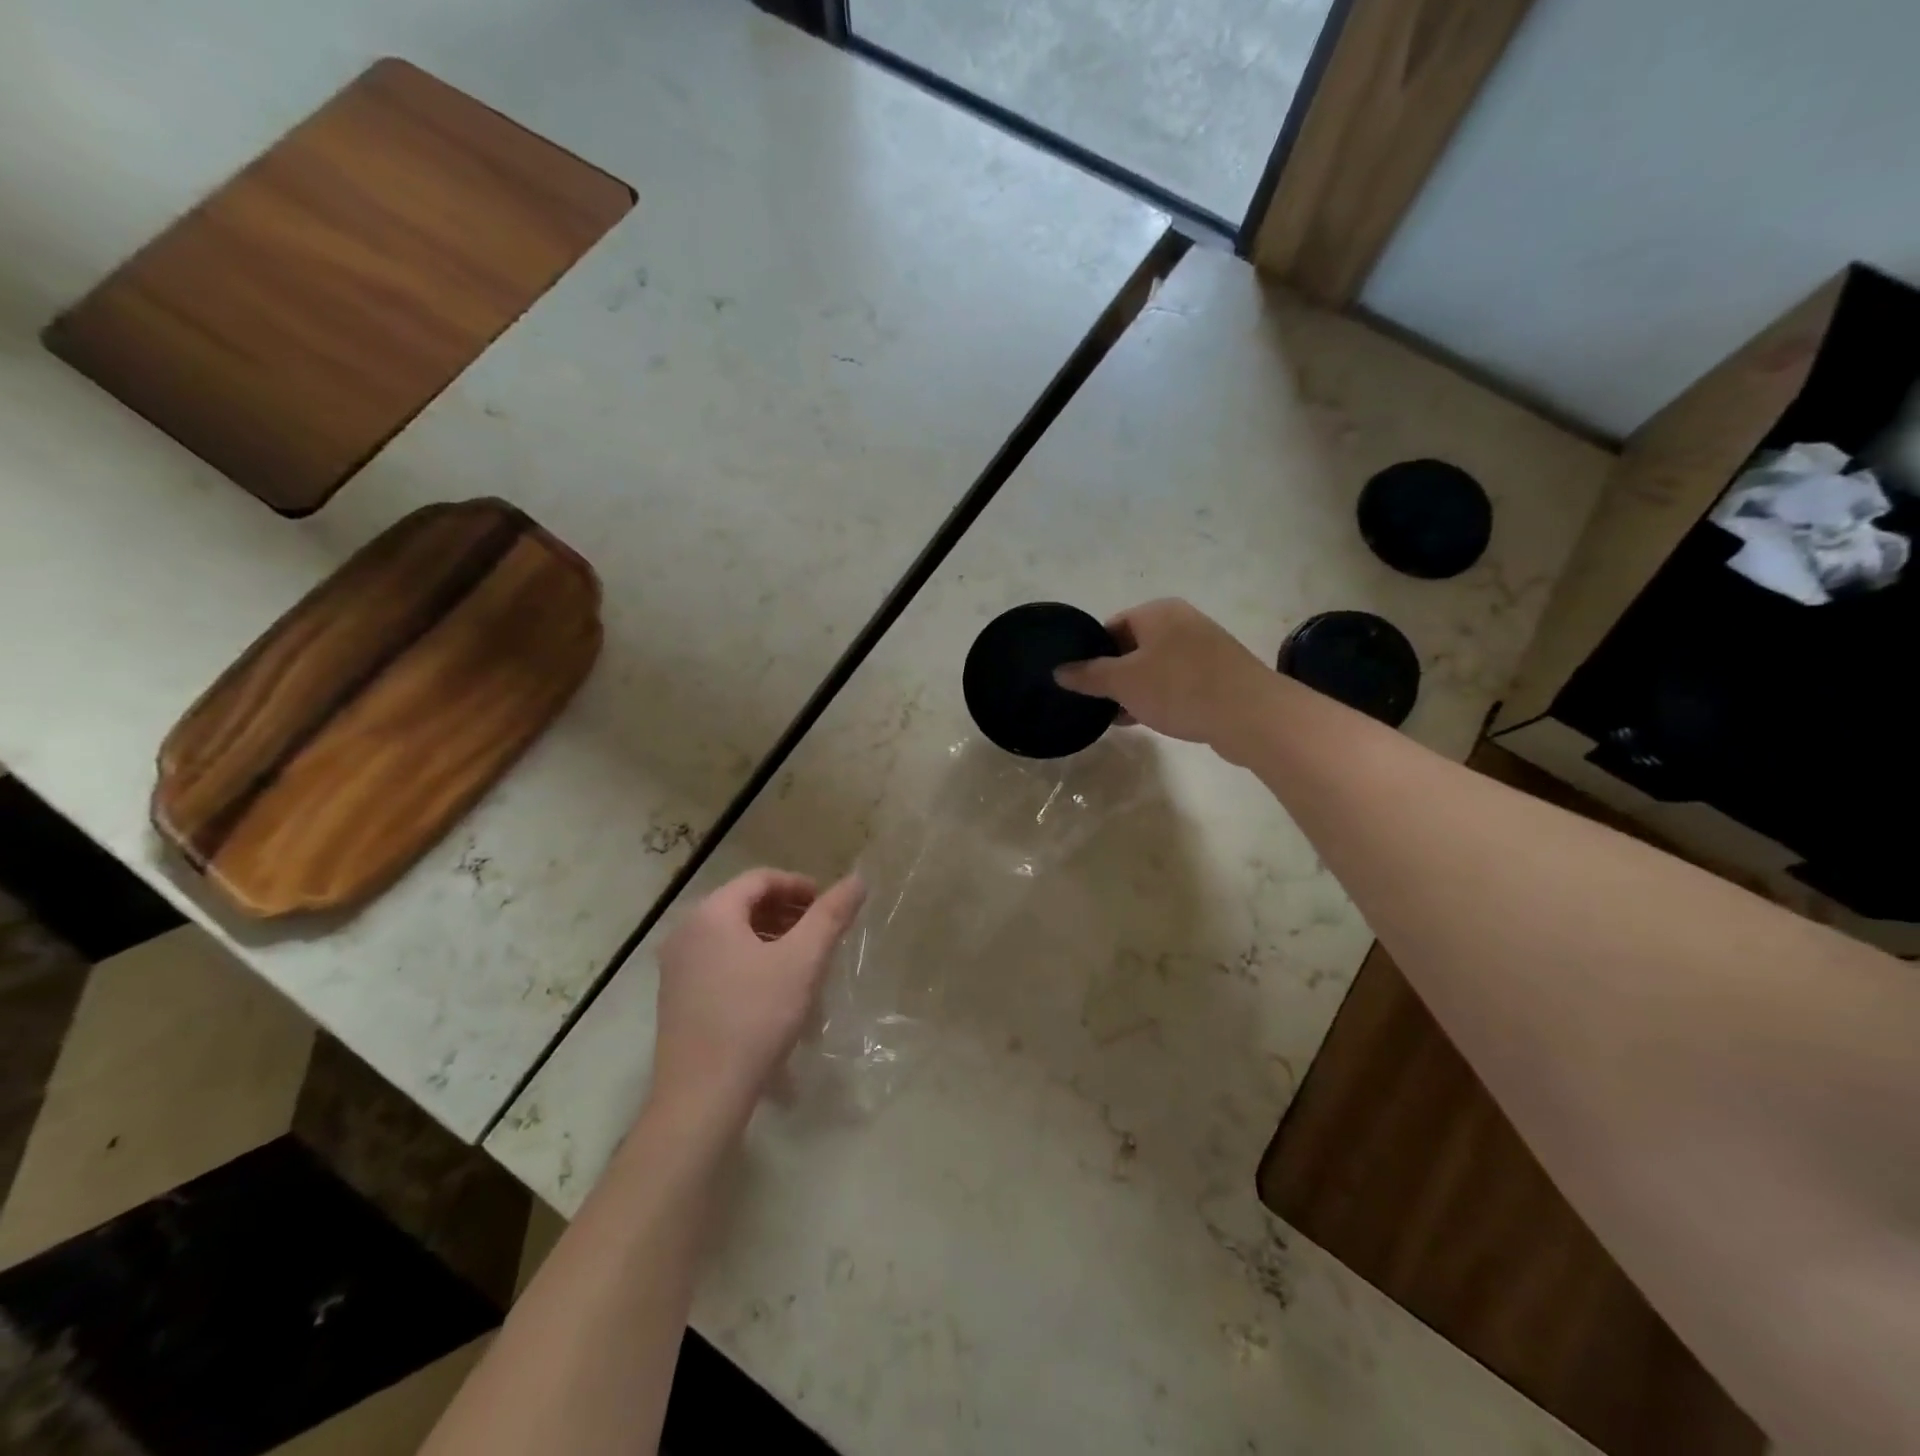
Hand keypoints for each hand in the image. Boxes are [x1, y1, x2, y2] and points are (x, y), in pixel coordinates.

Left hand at [650, 868, 864, 1130]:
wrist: (701, 1096)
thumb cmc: (756, 1017)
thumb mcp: (803, 961)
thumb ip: (830, 915)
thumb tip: (857, 879)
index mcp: (711, 913)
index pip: (760, 878)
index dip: (799, 885)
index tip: (829, 905)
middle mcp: (686, 931)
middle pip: (743, 904)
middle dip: (787, 912)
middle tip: (821, 931)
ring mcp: (676, 967)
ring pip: (731, 935)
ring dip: (771, 938)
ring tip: (803, 961)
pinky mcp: (677, 998)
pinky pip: (719, 961)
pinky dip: (751, 961)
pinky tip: (775, 991)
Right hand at [1053, 599, 1275, 760]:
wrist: (1249, 714)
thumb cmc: (1179, 688)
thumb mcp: (1123, 682)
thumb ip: (1088, 675)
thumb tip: (1059, 670)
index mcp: (1158, 612)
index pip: (1112, 626)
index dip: (1092, 653)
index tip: (1082, 682)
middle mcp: (1182, 621)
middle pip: (1134, 646)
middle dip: (1114, 675)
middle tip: (1098, 703)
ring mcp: (1205, 647)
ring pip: (1156, 666)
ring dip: (1137, 690)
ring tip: (1120, 717)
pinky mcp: (1220, 674)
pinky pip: (1179, 681)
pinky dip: (1161, 697)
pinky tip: (1151, 720)